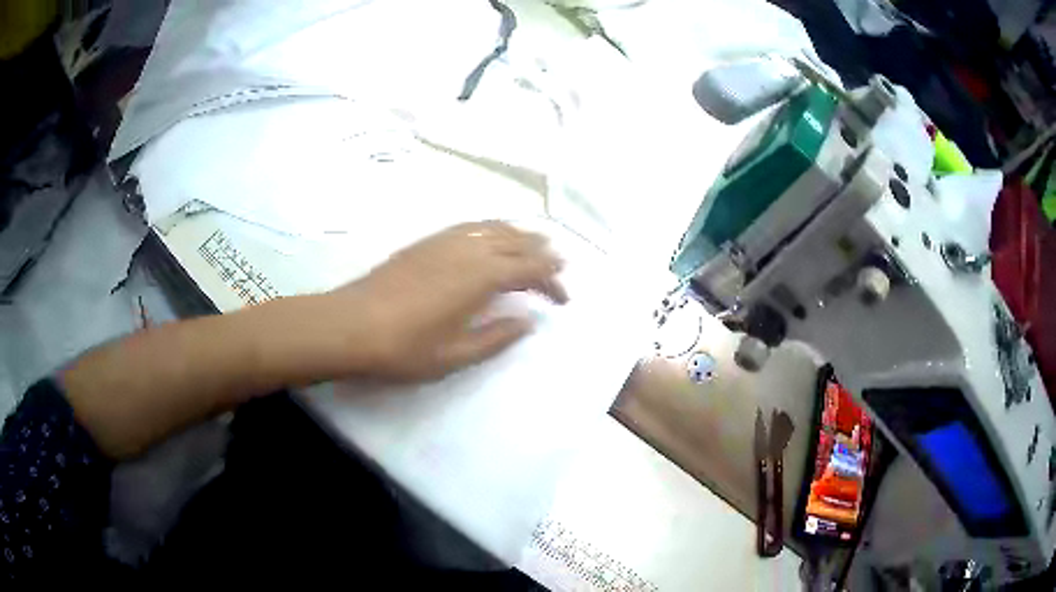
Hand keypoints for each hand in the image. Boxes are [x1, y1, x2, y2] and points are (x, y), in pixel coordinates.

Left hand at [316, 221, 568, 380]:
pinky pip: (468, 226)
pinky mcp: (425, 242)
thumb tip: (528, 321)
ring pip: (492, 228)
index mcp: (481, 277)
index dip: (551, 280)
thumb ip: (497, 336)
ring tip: (533, 241)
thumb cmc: (405, 348)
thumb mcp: (456, 355)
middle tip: (559, 262)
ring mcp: (444, 241)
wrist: (350, 326)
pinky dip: (490, 228)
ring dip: (518, 234)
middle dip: (541, 252)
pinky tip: (489, 236)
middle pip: (515, 242)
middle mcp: (468, 249)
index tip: (564, 297)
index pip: (529, 270)